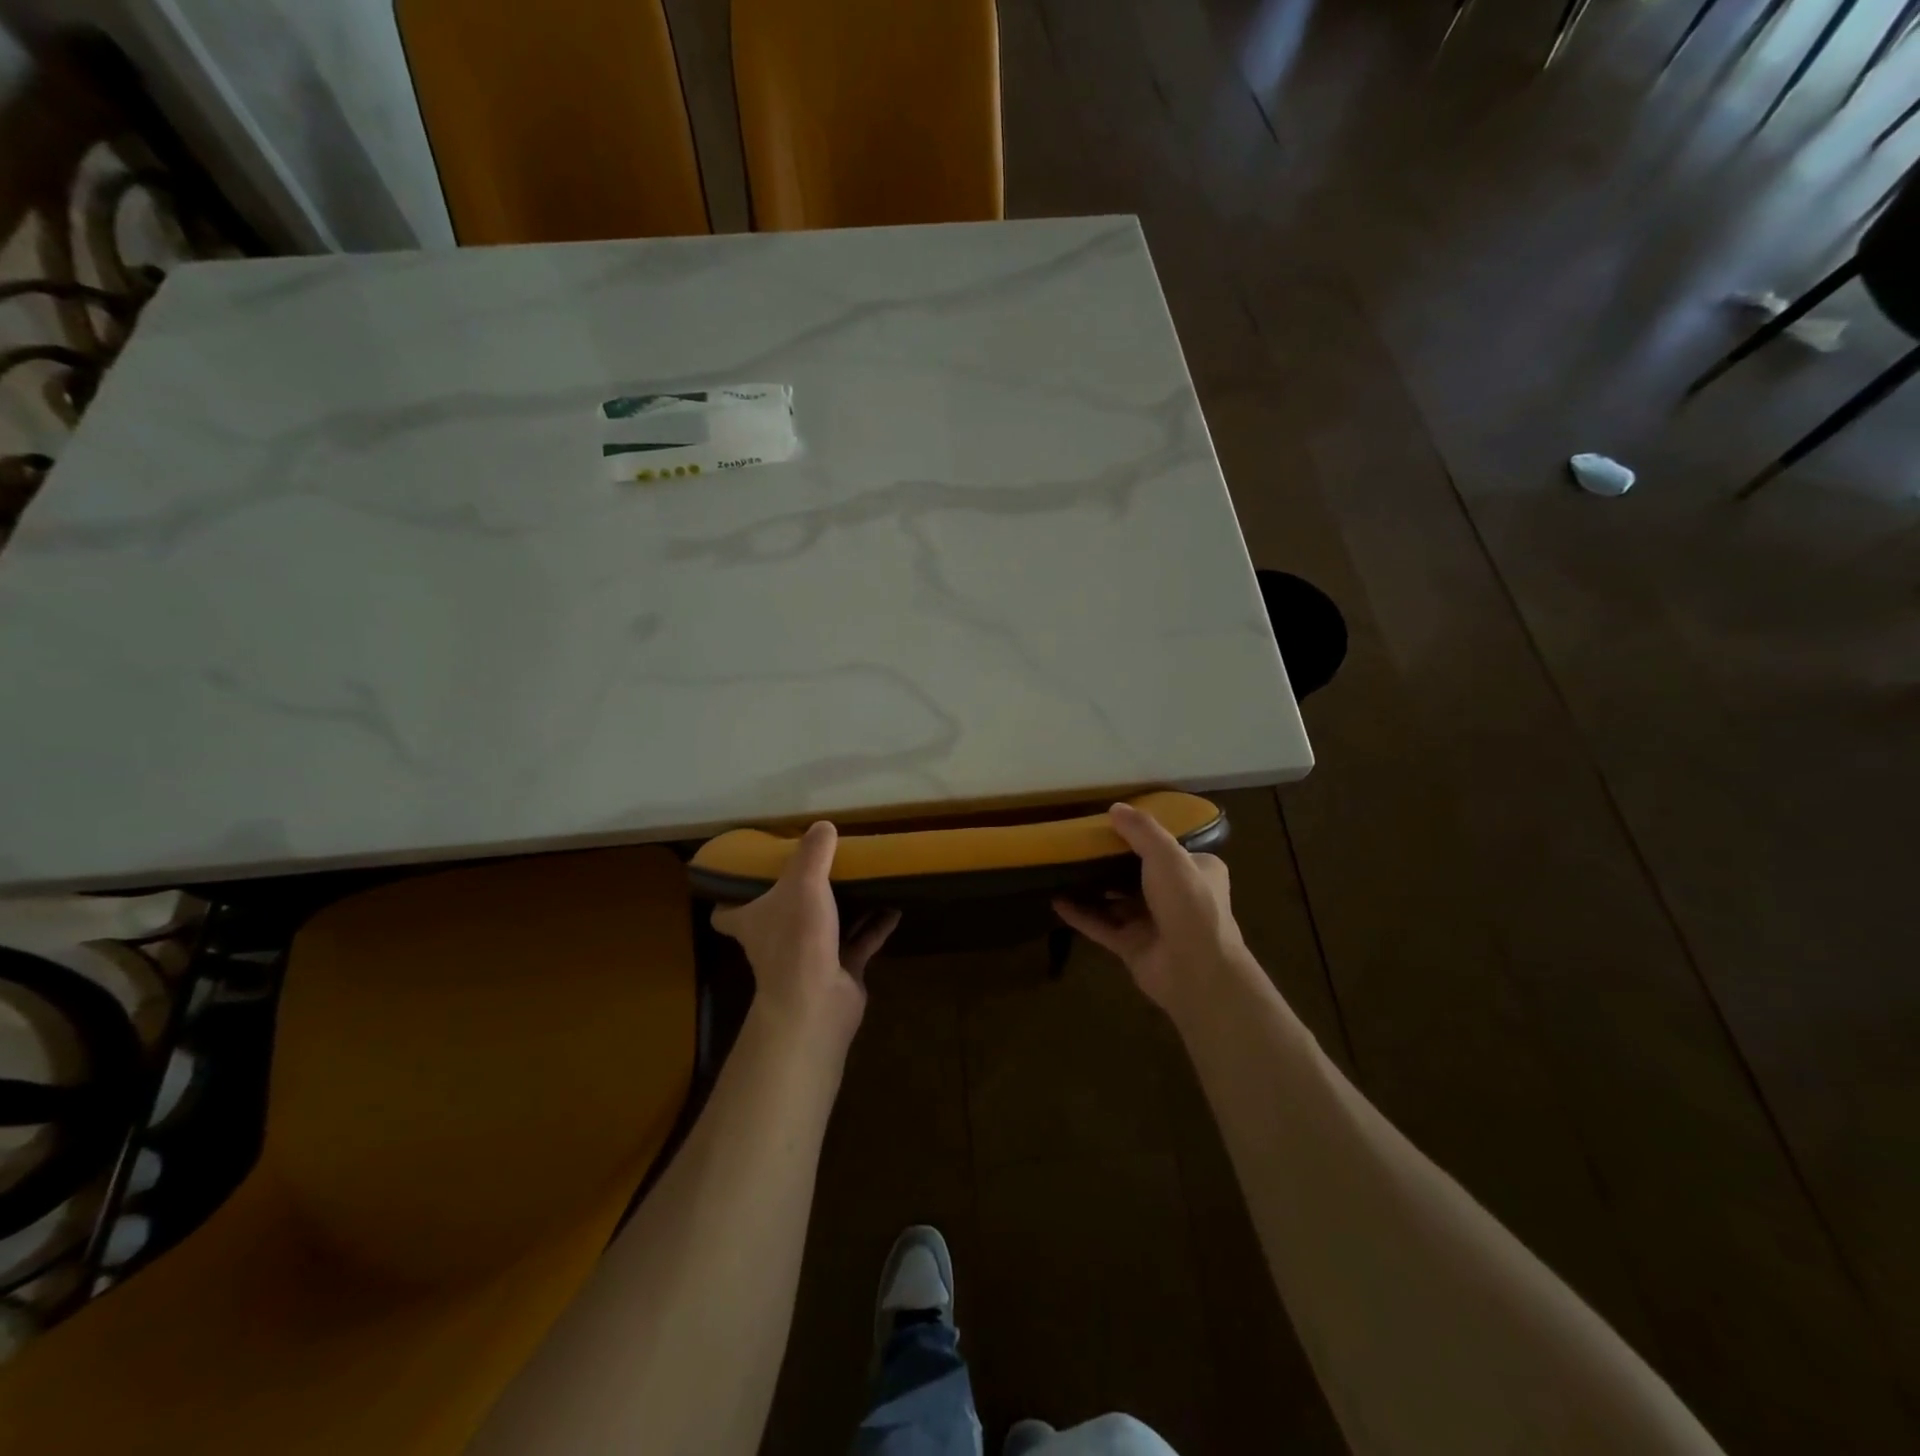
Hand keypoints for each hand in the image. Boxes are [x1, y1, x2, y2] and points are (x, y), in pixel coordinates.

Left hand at [711, 821, 899, 1043]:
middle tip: (817, 866)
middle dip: (797, 896)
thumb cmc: (798, 937)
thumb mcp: (803, 882)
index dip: (731, 897)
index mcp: (753, 921)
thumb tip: (823, 825)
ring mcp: (809, 958)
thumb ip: (813, 852)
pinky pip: (859, 943)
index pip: (726, 913)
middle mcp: (775, 941)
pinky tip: (894, 906)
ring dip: (843, 908)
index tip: (746, 876)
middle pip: (780, 915)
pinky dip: (875, 926)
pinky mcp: (839, 971)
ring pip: (825, 927)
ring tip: (862, 880)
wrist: (818, 1002)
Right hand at [1053, 802, 1246, 1015]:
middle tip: (1080, 845)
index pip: (1168, 849)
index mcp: (1197, 871)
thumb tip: (1115, 808)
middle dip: (1111, 862)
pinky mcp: (1133, 947)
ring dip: (1093, 888)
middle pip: (1139, 874)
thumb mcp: (1167, 856)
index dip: (1141, 837)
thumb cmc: (1188, 903)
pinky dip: (1081, 914)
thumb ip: (1141, 831)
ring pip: (1118, 902)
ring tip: (1063, 869)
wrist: (1196, 970)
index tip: (1111, 825)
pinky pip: (1102, 926)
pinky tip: (1056, 901)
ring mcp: (1154, 924)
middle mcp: (1178, 897)